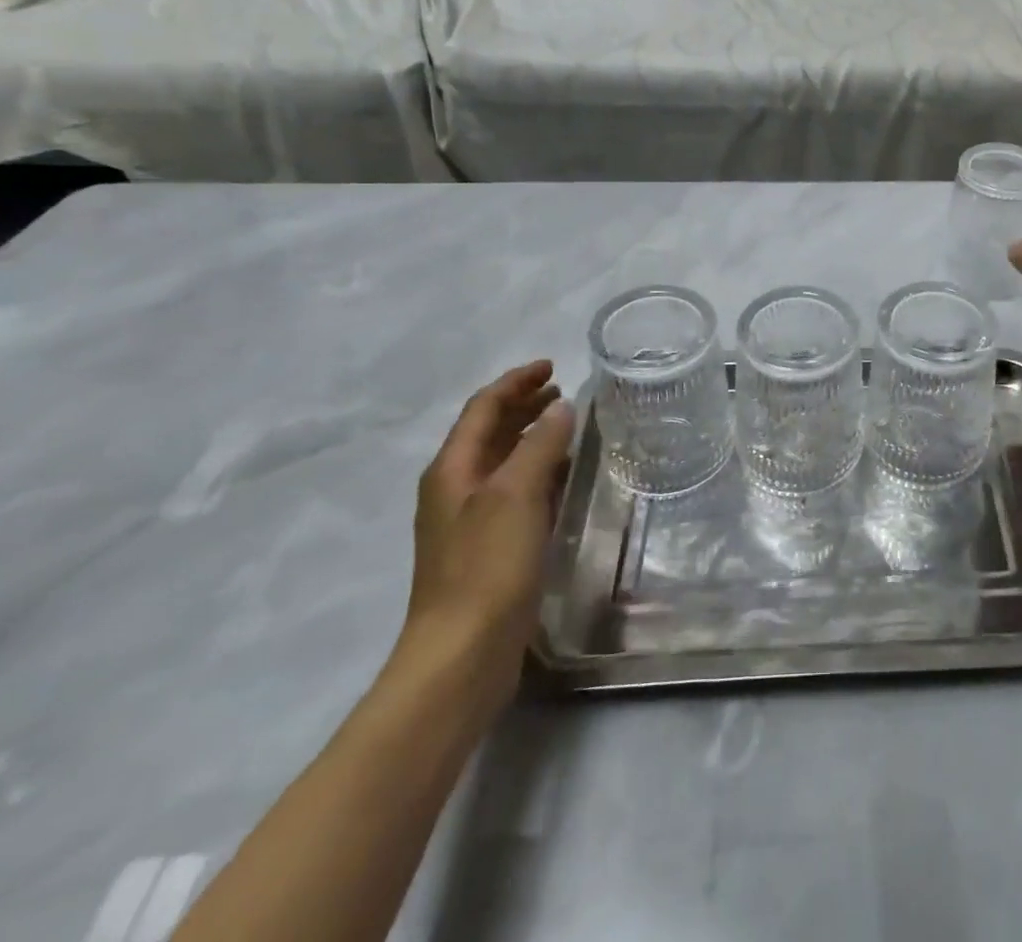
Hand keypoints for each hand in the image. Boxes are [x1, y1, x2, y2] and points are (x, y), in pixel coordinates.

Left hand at [402, 361, 575, 712]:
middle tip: (563, 392)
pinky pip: (515, 492)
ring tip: (569, 427)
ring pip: (503, 462)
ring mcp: (470, 521)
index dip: (515, 382)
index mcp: (452, 470)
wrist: (461, 655)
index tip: (552, 366)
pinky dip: (537, 473)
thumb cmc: (486, 566)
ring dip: (532, 438)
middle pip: (489, 432)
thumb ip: (539, 445)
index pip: (482, 408)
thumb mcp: (515, 495)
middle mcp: (455, 489)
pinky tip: (563, 478)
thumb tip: (560, 408)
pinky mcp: (489, 549)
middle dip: (523, 406)